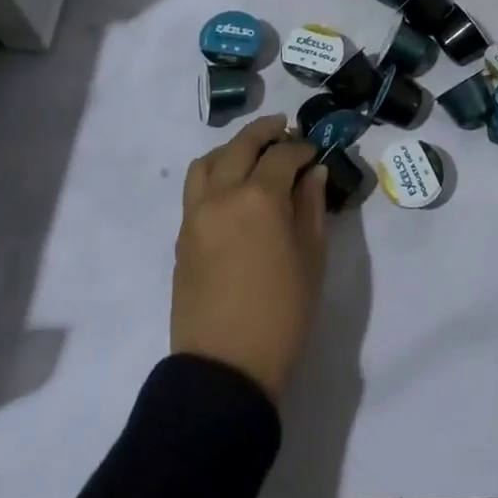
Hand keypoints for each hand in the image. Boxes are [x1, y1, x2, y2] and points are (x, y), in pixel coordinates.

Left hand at [171, 115, 327, 402]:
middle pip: (240, 145)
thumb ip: (311, 207)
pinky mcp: (183, 236)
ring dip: (232, 148)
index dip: (301, 148)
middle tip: (284, 129)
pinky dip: (214, 173)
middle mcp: (222, 195)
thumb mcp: (311, 258)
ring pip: (208, 161)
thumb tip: (312, 172)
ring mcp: (196, 214)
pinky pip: (195, 188)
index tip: (315, 153)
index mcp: (259, 198)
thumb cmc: (281, 314)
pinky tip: (232, 188)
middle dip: (265, 132)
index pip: (281, 155)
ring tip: (252, 154)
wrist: (225, 368)